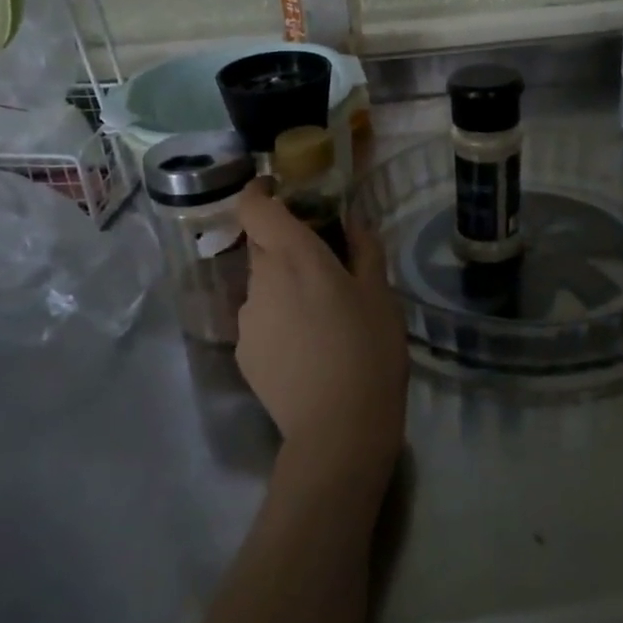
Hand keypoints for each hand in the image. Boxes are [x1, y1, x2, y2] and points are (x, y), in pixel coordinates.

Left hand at [235, 181, 407, 491]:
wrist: (338, 429)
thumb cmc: (369, 350)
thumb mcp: (381, 294)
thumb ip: (365, 248)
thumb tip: (352, 221)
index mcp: (295, 256)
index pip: (254, 207)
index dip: (259, 193)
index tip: (278, 192)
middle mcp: (261, 280)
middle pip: (260, 245)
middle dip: (284, 244)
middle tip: (322, 265)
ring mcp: (247, 318)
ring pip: (261, 285)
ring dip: (282, 286)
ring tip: (319, 318)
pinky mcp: (242, 352)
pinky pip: (259, 320)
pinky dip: (277, 320)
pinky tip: (306, 350)